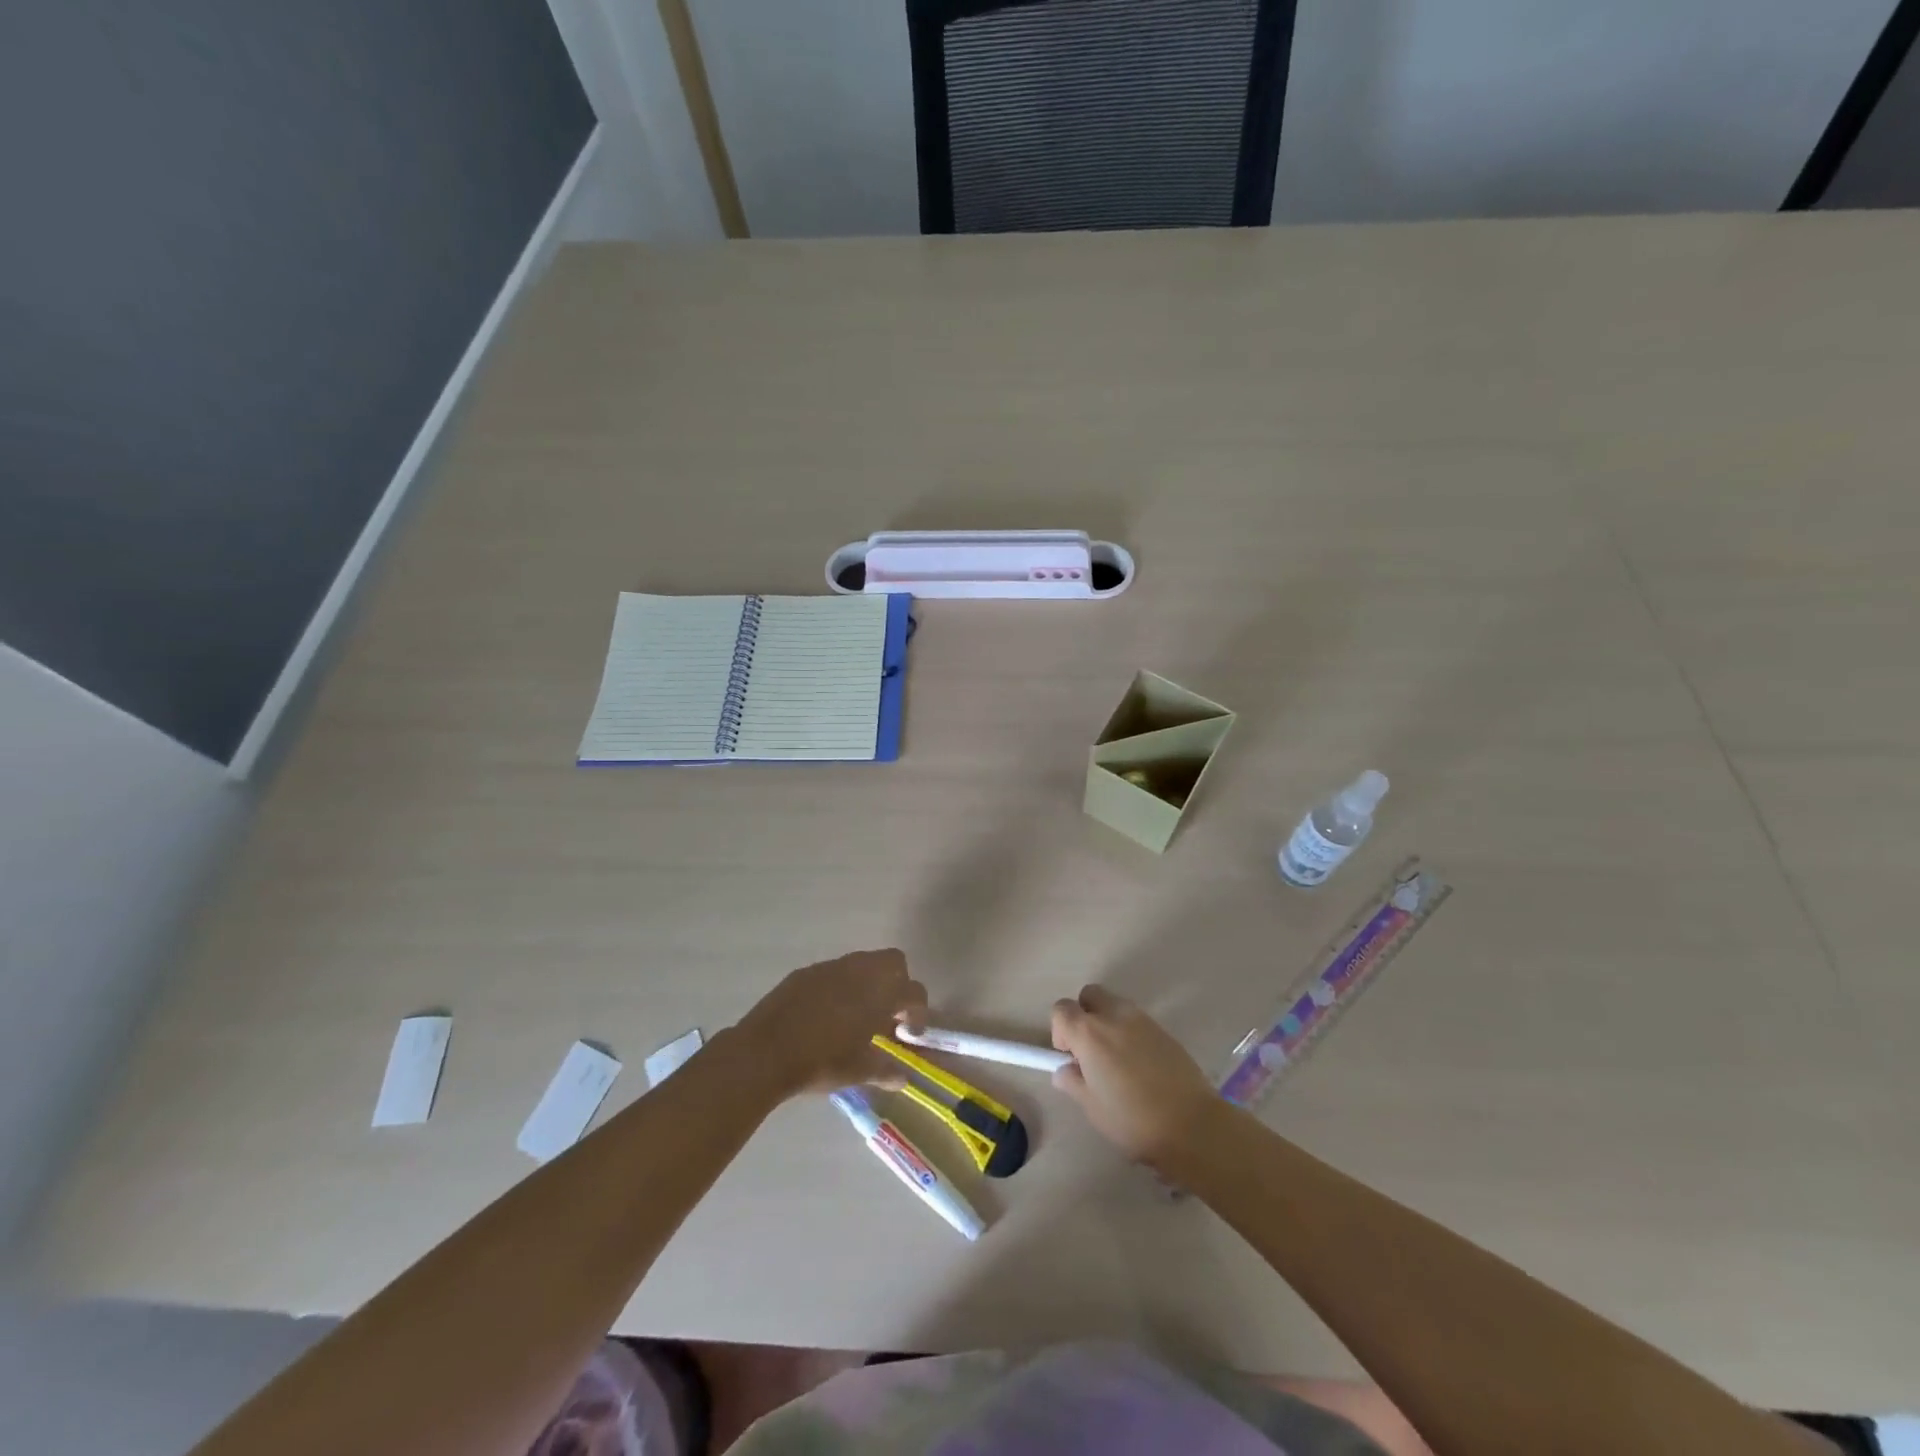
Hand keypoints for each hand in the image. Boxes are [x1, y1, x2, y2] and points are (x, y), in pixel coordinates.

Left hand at [731, 948, 927, 1099]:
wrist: (766, 1050)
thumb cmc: (821, 1061)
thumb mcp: (858, 1072)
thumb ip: (885, 1071)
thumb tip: (901, 1078)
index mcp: (880, 993)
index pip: (914, 993)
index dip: (918, 1013)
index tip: (909, 1035)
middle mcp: (860, 971)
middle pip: (894, 962)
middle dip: (898, 984)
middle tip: (888, 1013)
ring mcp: (832, 967)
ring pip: (863, 963)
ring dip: (868, 983)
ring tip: (857, 1013)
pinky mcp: (807, 971)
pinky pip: (834, 971)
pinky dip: (840, 986)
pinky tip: (827, 1012)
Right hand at [1050, 985, 1221, 1170]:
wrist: (1192, 1124)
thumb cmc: (1133, 1119)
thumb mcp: (1092, 1107)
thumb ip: (1073, 1082)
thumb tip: (1065, 1070)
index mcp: (1090, 1032)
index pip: (1061, 1009)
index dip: (1060, 1031)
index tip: (1070, 1056)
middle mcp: (1114, 1016)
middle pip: (1089, 995)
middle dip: (1084, 1014)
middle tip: (1090, 1050)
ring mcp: (1142, 1019)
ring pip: (1115, 1005)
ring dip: (1108, 1022)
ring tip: (1117, 1060)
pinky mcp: (1164, 1029)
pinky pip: (1137, 1020)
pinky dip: (1130, 1032)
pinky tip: (1140, 1065)